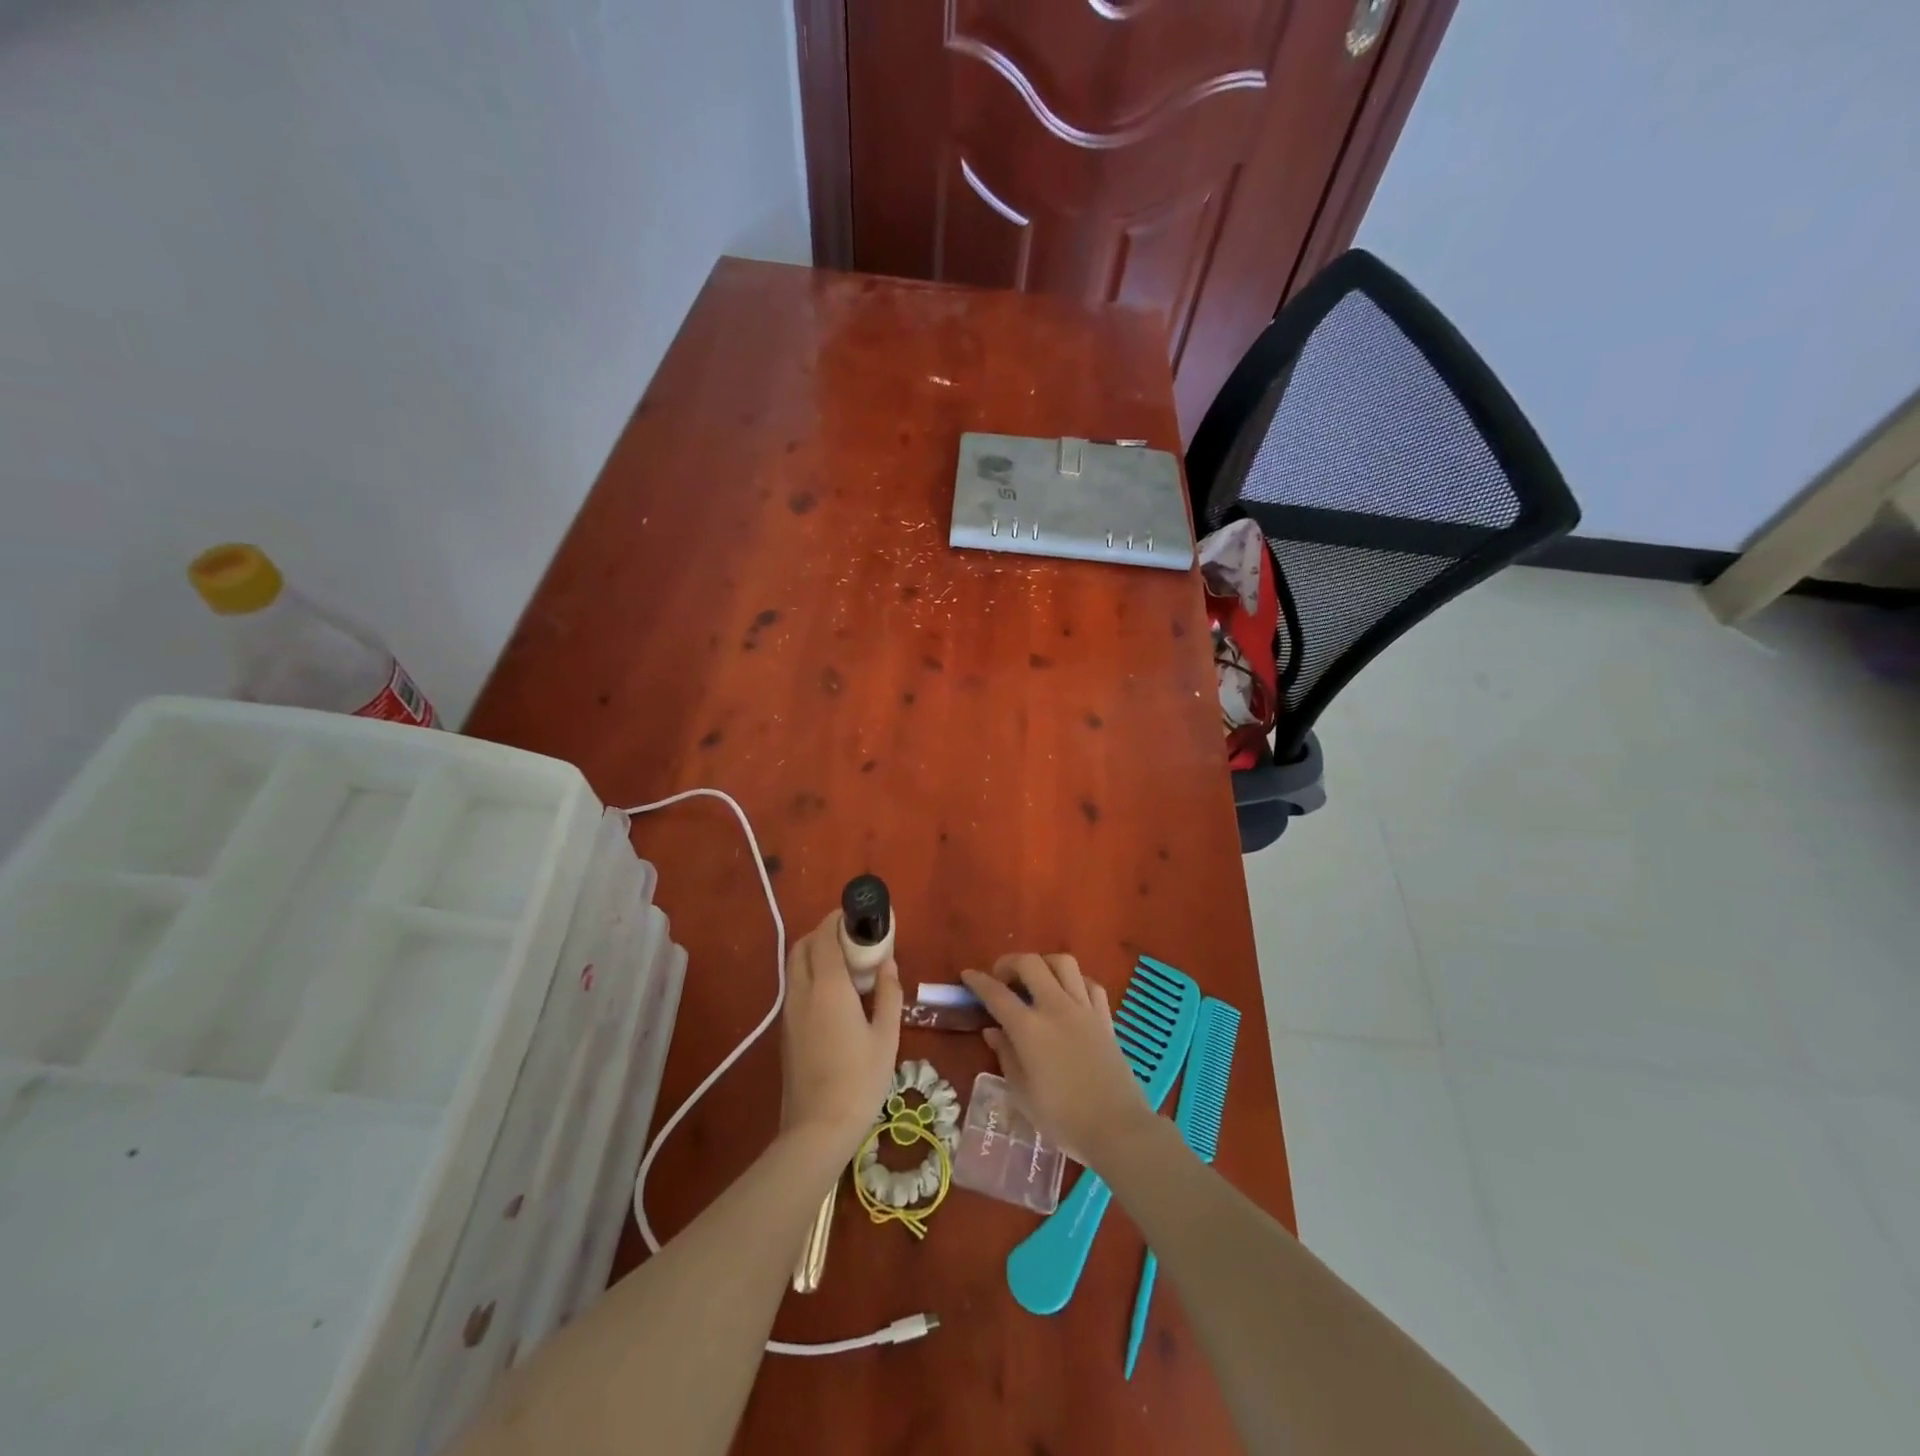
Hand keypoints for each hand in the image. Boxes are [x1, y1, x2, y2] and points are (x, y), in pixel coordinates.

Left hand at [780, 911, 902, 1153]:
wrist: (817, 1129)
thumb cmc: (860, 1080)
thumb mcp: (886, 1036)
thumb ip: (889, 994)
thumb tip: (888, 964)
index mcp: (828, 987)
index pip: (826, 936)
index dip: (838, 919)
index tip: (857, 914)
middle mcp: (802, 991)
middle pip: (803, 945)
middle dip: (823, 931)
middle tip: (852, 936)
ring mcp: (789, 1011)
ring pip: (795, 965)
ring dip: (815, 952)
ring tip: (846, 962)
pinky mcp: (786, 1030)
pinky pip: (795, 986)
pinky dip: (810, 973)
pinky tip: (835, 992)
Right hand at [961, 953, 1154, 1170]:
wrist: (1117, 1128)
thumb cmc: (1063, 1118)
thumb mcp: (1023, 1094)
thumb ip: (1006, 1056)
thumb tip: (992, 1031)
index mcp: (1029, 1028)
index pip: (997, 994)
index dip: (978, 981)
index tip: (968, 976)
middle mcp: (1055, 1008)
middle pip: (1030, 963)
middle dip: (1009, 962)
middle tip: (1001, 977)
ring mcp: (1084, 1008)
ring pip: (1063, 963)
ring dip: (1043, 963)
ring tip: (1035, 978)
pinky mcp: (1105, 1016)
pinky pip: (1089, 983)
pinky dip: (1074, 981)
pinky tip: (1068, 994)